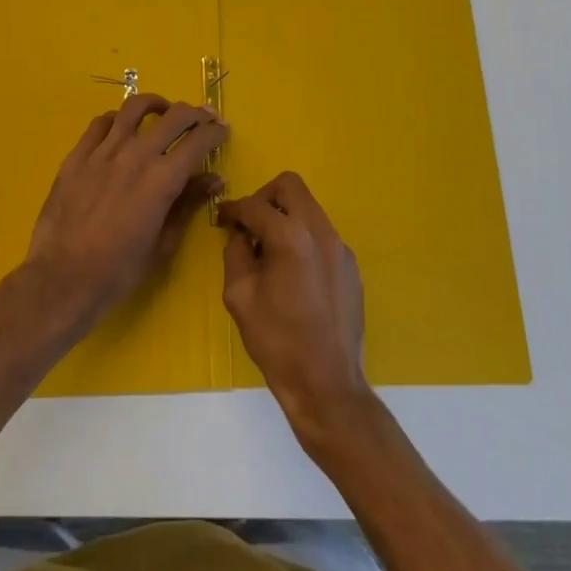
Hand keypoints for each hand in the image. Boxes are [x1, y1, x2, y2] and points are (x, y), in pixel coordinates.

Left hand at [25, 93, 227, 328]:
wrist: (63, 279)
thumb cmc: (119, 270)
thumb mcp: (164, 243)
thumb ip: (189, 204)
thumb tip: (214, 178)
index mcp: (162, 179)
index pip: (198, 140)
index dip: (215, 132)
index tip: (222, 130)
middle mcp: (136, 155)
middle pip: (173, 116)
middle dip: (195, 113)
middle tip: (202, 118)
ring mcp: (103, 151)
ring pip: (134, 108)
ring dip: (156, 104)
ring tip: (163, 111)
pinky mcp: (77, 155)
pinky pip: (101, 122)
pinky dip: (117, 119)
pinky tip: (121, 128)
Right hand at [219, 172, 370, 444]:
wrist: (327, 385)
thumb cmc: (277, 342)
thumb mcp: (240, 296)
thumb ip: (236, 253)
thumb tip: (240, 233)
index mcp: (290, 237)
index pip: (254, 205)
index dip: (232, 209)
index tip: (220, 219)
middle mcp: (320, 231)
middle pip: (290, 186)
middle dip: (264, 198)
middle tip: (250, 225)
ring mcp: (340, 247)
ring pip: (309, 207)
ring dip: (285, 216)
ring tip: (270, 250)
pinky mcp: (350, 265)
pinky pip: (322, 234)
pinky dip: (303, 237)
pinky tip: (293, 272)